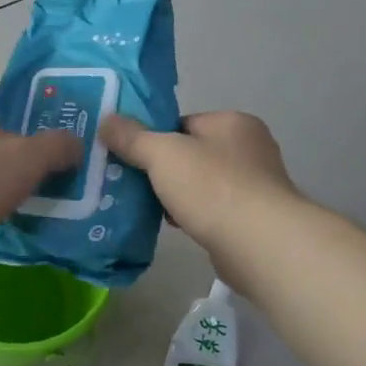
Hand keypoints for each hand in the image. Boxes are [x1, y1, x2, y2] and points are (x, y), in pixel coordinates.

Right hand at [100, 110, 297, 252]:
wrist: (259, 245)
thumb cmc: (213, 188)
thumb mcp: (163, 154)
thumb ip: (133, 137)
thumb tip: (106, 121)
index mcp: (233, 123)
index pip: (183, 123)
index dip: (154, 138)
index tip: (130, 156)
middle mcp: (250, 149)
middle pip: (191, 154)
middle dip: (162, 170)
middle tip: (131, 182)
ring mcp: (255, 186)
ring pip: (200, 184)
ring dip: (175, 195)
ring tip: (146, 207)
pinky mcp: (253, 219)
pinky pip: (211, 210)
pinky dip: (191, 216)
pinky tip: (173, 226)